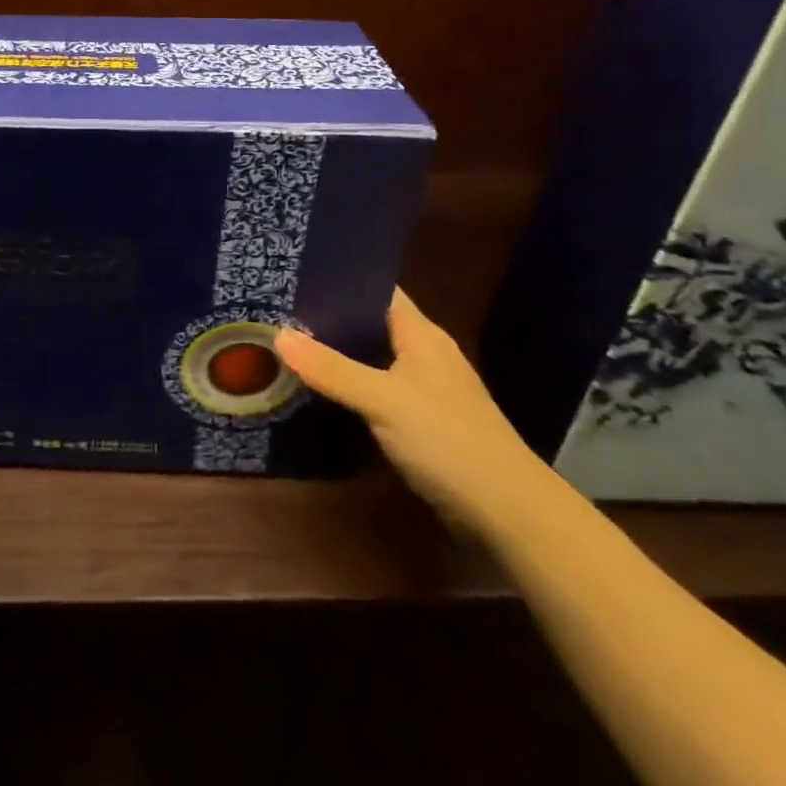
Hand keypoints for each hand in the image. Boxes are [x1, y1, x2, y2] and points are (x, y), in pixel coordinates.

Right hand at [274, 290, 549, 534]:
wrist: (508, 512)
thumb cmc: (448, 440)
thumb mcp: (383, 400)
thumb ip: (332, 369)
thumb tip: (278, 334)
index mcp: (420, 333)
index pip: (376, 288)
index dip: (339, 277)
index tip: (293, 272)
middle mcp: (423, 352)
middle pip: (369, 322)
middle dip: (328, 316)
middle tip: (277, 308)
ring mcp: (424, 387)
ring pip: (371, 356)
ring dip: (336, 352)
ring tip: (286, 341)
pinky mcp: (421, 420)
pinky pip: (376, 388)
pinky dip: (349, 384)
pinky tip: (319, 388)